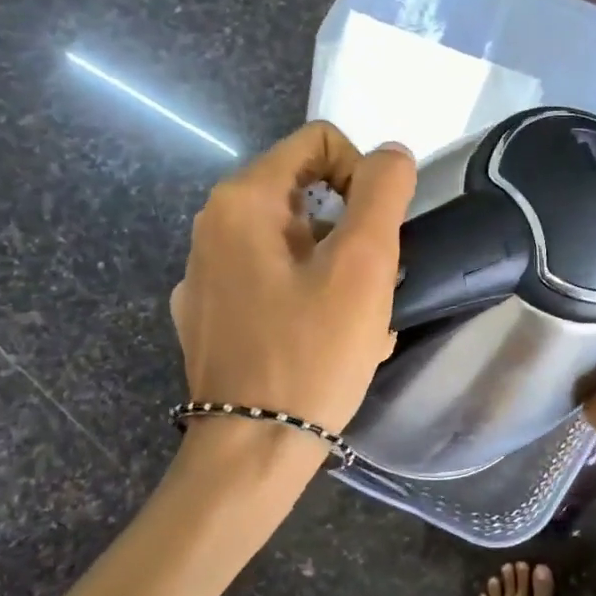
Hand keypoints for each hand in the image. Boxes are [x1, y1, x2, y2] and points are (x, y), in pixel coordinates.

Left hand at [170, 121, 415, 445]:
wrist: (252, 453)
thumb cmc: (311, 354)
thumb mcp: (362, 266)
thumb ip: (382, 193)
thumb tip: (391, 154)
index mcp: (242, 201)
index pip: (319, 142)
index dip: (362, 174)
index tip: (377, 233)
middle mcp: (212, 226)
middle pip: (308, 195)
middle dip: (352, 233)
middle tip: (370, 287)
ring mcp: (204, 275)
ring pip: (295, 243)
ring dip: (337, 271)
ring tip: (356, 324)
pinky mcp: (209, 315)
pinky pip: (272, 282)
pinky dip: (307, 297)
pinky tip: (323, 342)